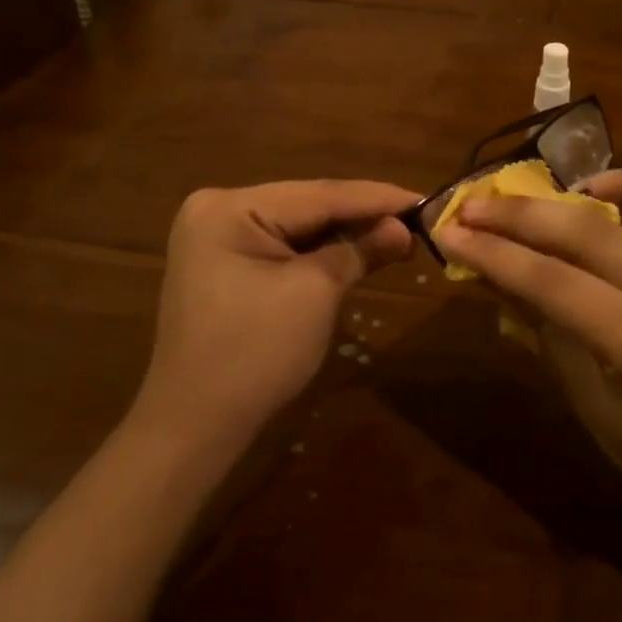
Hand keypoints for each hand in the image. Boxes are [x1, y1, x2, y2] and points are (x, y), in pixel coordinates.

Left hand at [129, 180, 417, 461]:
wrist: (195, 427)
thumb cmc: (255, 354)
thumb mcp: (315, 294)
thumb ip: (360, 250)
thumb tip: (404, 228)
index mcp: (229, 208)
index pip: (318, 194)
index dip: (377, 198)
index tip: (425, 199)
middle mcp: (218, 210)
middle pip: (307, 206)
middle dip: (362, 216)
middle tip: (418, 219)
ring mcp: (218, 238)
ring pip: (298, 227)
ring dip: (345, 234)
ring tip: (399, 233)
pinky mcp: (226, 265)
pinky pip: (283, 247)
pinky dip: (321, 252)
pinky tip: (358, 249)